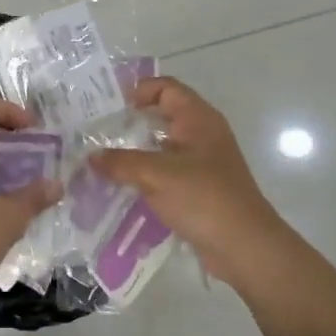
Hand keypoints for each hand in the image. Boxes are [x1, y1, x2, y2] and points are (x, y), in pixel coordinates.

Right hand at [90, 77, 295, 287]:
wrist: (245, 248)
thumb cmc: (204, 198)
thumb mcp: (156, 175)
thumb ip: (121, 163)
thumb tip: (90, 158)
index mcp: (198, 118)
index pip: (166, 87)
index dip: (138, 90)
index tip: (110, 108)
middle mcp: (202, 134)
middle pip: (162, 115)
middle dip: (130, 123)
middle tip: (97, 132)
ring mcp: (203, 162)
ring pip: (162, 146)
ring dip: (136, 151)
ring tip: (103, 160)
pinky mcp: (200, 188)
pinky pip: (167, 171)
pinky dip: (146, 175)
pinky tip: (123, 187)